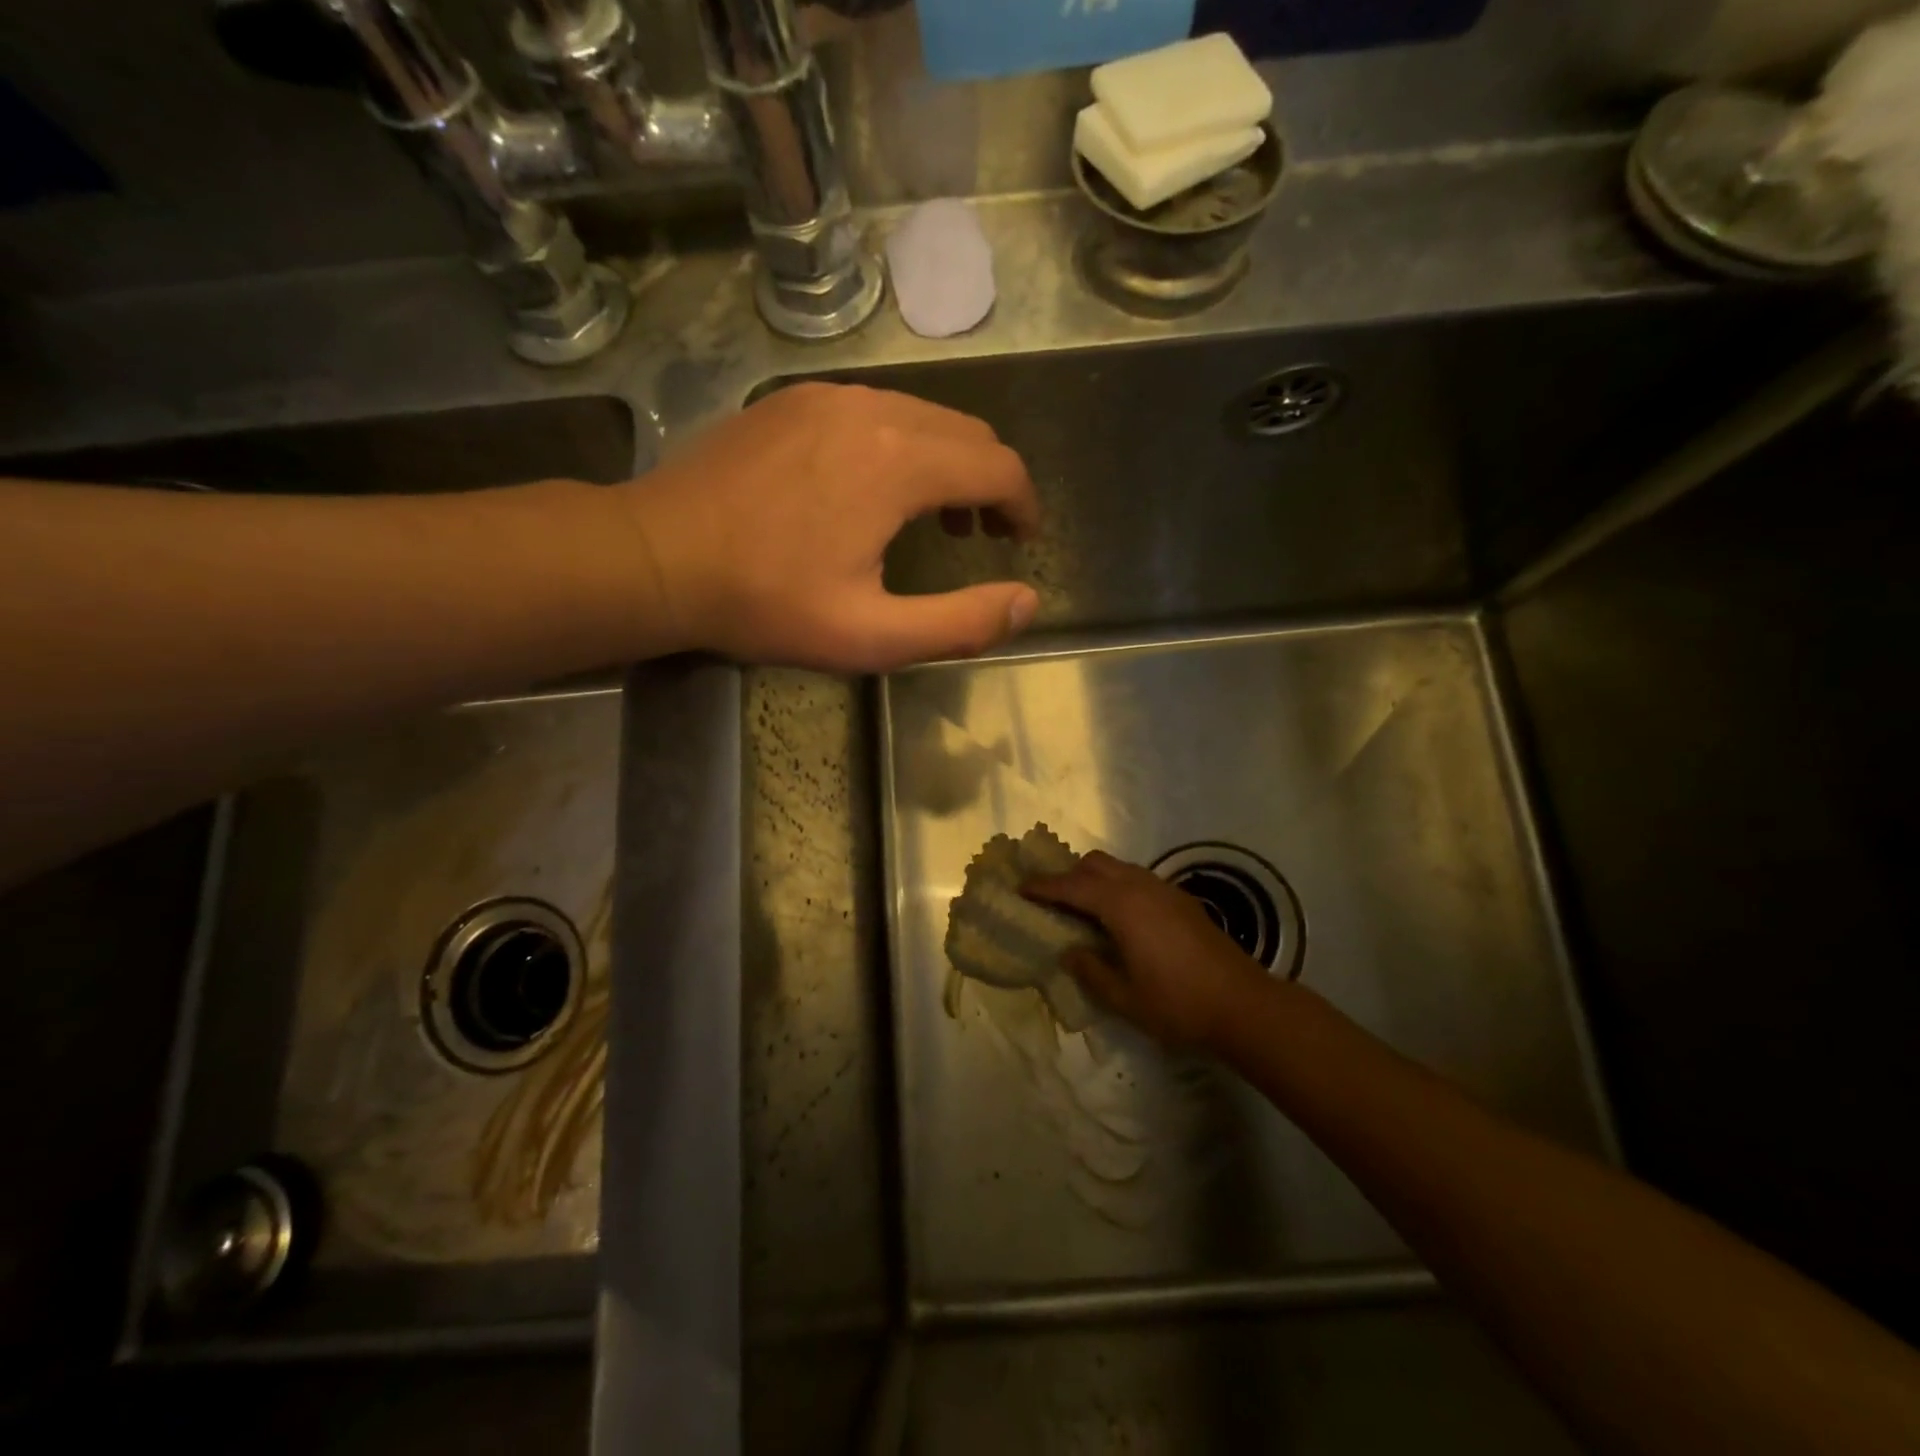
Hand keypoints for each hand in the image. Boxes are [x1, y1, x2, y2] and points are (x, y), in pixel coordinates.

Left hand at [619, 382, 1040, 672]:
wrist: (657, 557)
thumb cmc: (766, 603)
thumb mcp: (871, 635)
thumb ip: (960, 623)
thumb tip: (1026, 603)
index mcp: (900, 462)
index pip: (1000, 467)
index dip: (1024, 505)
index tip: (1021, 541)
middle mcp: (873, 410)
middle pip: (967, 433)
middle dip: (992, 483)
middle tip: (985, 535)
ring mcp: (828, 397)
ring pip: (924, 416)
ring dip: (949, 462)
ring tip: (939, 517)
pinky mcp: (794, 400)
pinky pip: (876, 410)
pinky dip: (904, 444)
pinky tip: (879, 487)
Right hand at [1024, 851, 1272, 1048]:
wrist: (1243, 1004)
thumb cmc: (1178, 1004)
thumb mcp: (1124, 998)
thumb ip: (1092, 971)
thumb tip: (1070, 952)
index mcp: (1121, 906)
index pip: (1072, 887)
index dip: (1044, 887)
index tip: (1021, 887)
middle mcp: (1140, 887)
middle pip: (1095, 865)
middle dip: (1069, 875)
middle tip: (1052, 898)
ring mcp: (1165, 890)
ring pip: (1119, 868)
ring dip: (1095, 879)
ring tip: (1083, 907)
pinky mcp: (1182, 900)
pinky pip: (1138, 879)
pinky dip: (1118, 886)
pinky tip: (1120, 917)